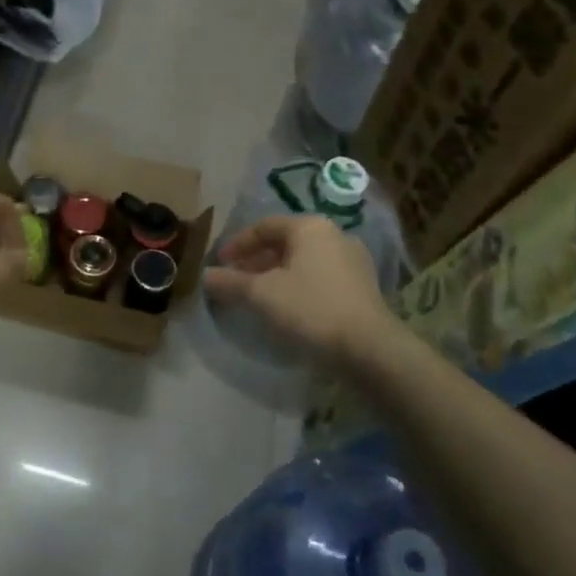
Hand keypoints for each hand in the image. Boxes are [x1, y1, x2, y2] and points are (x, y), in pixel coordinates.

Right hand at [201, 214, 389, 359]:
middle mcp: (334, 236)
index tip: (219, 265)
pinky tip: (287, 309)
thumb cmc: (311, 309)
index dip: (237, 244)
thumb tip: (205, 276)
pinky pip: (320, 278)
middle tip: (235, 281)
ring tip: (257, 297)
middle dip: (256, 261)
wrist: (369, 349)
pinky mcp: (362, 288)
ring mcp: (353, 262)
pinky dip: (298, 286)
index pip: (264, 226)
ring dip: (276, 275)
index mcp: (310, 227)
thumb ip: (230, 282)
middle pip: (285, 243)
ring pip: (303, 262)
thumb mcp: (261, 295)